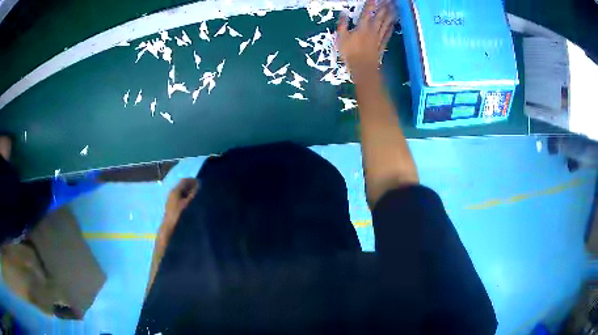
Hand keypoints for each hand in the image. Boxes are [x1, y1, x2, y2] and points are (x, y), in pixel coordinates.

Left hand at [163, 178, 198, 227]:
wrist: (169, 226)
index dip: (193, 180)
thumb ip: (193, 194)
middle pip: (182, 185)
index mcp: (175, 190)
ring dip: (188, 191)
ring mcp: (171, 198)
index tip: (200, 183)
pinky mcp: (172, 203)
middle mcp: (172, 192)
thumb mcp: (187, 203)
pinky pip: (180, 196)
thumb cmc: (178, 214)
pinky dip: (186, 196)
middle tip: (200, 189)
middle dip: (191, 186)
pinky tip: (190, 201)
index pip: (184, 181)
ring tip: (196, 195)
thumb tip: (198, 185)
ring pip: (181, 191)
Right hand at [336, 0, 395, 74]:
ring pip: (386, 23)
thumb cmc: (350, 53)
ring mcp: (378, 37)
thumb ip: (342, 24)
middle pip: (379, 16)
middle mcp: (372, 30)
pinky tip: (394, 23)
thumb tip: (343, 14)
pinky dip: (391, 28)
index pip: (367, 12)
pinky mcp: (382, 44)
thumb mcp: (341, 38)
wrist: (363, 68)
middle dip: (384, 7)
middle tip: (389, 1)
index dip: (370, 4)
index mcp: (362, 27)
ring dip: (390, 15)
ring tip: (394, 8)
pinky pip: (388, 34)